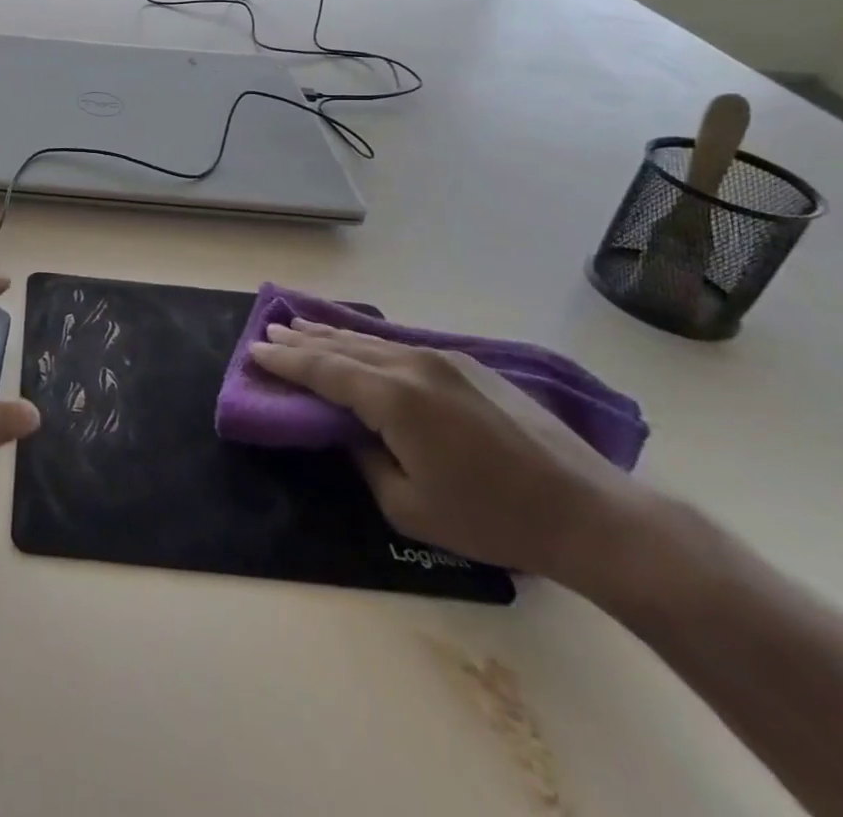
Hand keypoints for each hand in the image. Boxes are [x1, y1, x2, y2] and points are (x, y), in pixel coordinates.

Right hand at [248, 319, 650, 580]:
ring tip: (301, 325)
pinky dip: (368, 343)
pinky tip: (359, 342)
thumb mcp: (409, 507)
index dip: (286, 362)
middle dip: (302, 339)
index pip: (324, 371)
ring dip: (333, 335)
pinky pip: (401, 346)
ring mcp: (443, 360)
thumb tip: (351, 432)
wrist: (588, 511)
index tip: (254, 350)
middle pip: (343, 346)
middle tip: (269, 329)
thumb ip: (365, 460)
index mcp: (394, 399)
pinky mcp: (468, 365)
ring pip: (372, 341)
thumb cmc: (492, 518)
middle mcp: (413, 365)